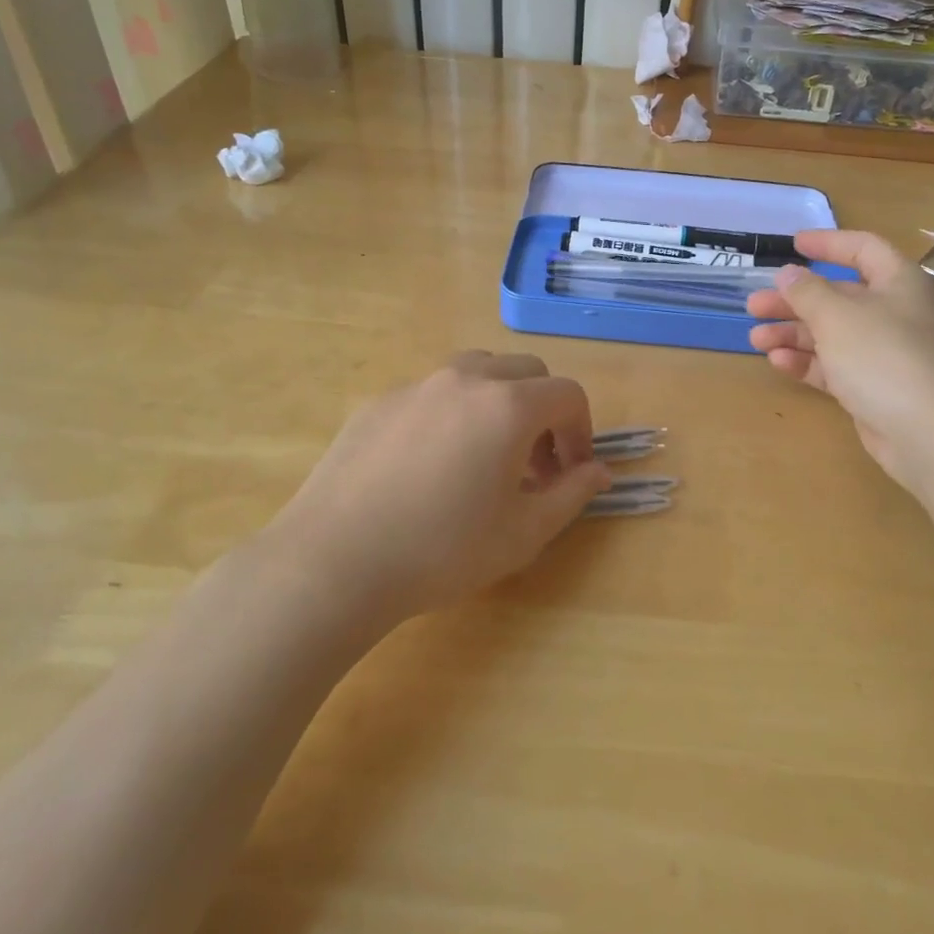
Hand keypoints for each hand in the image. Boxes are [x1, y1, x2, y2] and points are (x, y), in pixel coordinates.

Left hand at [268, 351, 613, 624]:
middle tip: (534, 466)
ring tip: (485, 456)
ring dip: (499, 403)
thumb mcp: (523, 533)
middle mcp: (465, 379)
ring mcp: (416, 385)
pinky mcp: (379, 402)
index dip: (582, 433)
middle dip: (544, 412)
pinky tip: (430, 466)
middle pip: (526, 372)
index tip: (571, 474)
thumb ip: (572, 495)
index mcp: (508, 405)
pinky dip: (453, 413)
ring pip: (478, 371)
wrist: (334, 562)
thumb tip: (599, 472)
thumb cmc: (442, 551)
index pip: (568, 396)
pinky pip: (433, 392)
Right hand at [747, 230, 933, 484]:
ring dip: (793, 333)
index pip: (863, 249)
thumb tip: (788, 274)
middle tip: (754, 306)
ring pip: (832, 334)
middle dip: (794, 300)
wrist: (931, 434)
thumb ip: (807, 292)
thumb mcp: (838, 316)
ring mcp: (885, 354)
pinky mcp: (875, 389)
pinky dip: (808, 362)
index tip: (792, 244)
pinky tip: (778, 362)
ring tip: (757, 338)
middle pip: (838, 297)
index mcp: (897, 283)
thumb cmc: (884, 357)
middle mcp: (894, 313)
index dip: (828, 243)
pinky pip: (836, 367)